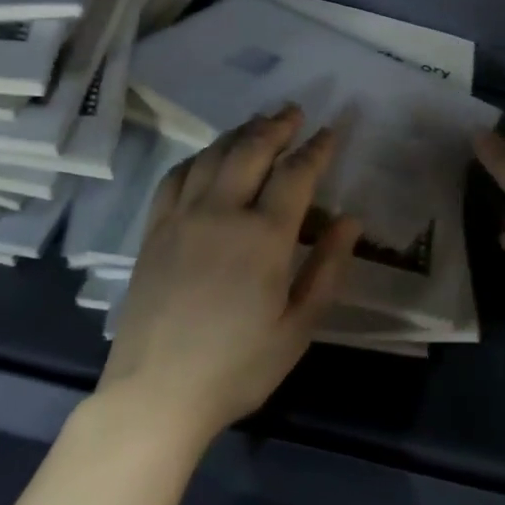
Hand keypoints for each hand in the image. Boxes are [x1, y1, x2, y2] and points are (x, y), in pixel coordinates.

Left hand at [100, 104, 362, 442]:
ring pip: (213, 156)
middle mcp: (221, 213)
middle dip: (276, 126)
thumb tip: (349, 220)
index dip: (316, 149)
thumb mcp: (298, 328)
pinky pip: (176, 177)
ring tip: (258, 123)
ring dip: (239, 133)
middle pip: (251, 151)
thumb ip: (327, 269)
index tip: (330, 130)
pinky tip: (209, 156)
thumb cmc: (238, 367)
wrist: (156, 393)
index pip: (296, 175)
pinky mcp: (154, 231)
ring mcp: (181, 218)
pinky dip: (198, 157)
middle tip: (293, 111)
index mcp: (263, 237)